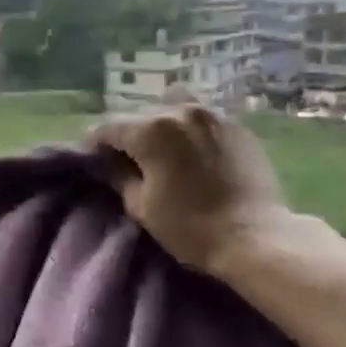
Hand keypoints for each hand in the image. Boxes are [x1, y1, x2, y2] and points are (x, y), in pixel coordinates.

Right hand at [89, 99, 301, 277]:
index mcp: (151, 130)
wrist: (254, 237)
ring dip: (159, 126)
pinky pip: (201, 120)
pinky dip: (187, 131)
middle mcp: (181, 111)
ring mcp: (213, 115)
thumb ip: (120, 177)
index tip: (91, 157)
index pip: (109, 126)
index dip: (94, 142)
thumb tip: (110, 163)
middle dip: (127, 133)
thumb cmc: (190, 227)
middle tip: (122, 157)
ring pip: (173, 109)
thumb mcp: (142, 207)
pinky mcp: (237, 127)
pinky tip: (190, 153)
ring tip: (159, 149)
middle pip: (141, 114)